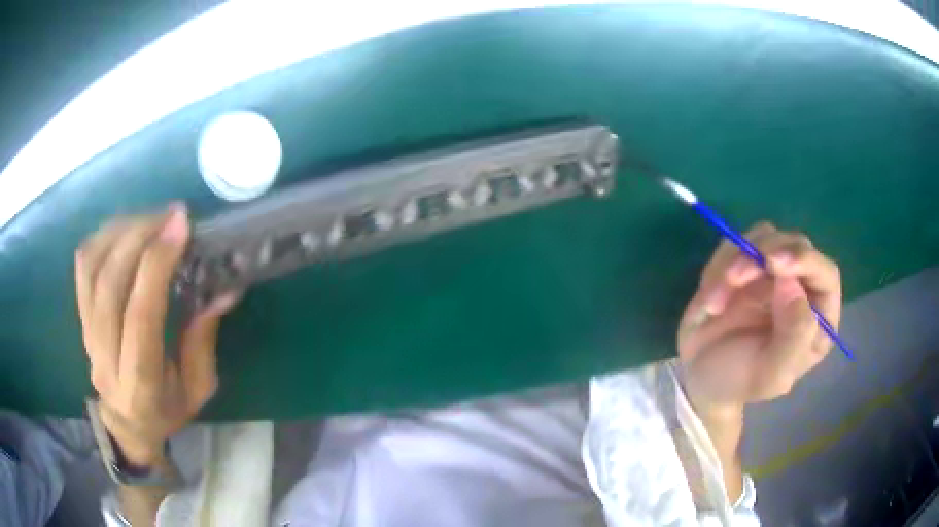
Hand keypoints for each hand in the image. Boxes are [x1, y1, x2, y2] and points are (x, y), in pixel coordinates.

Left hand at [75, 204, 238, 465]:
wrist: (127, 424)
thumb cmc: (167, 410)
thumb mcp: (198, 389)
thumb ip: (203, 341)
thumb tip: (222, 290)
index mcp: (140, 384)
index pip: (140, 316)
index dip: (157, 265)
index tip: (180, 226)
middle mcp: (105, 357)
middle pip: (110, 283)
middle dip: (140, 236)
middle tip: (170, 215)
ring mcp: (87, 335)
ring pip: (92, 267)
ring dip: (121, 231)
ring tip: (151, 218)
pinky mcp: (80, 317)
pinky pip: (84, 265)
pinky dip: (104, 236)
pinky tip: (128, 228)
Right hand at [677, 222, 841, 417]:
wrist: (699, 377)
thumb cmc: (739, 381)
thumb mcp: (769, 375)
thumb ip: (793, 337)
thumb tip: (793, 285)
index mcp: (818, 319)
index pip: (826, 274)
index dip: (805, 261)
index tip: (774, 263)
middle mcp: (802, 288)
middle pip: (796, 244)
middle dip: (765, 255)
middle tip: (734, 277)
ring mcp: (774, 272)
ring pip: (765, 236)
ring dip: (737, 261)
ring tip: (715, 301)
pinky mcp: (746, 262)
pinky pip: (737, 242)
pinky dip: (720, 264)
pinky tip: (711, 298)